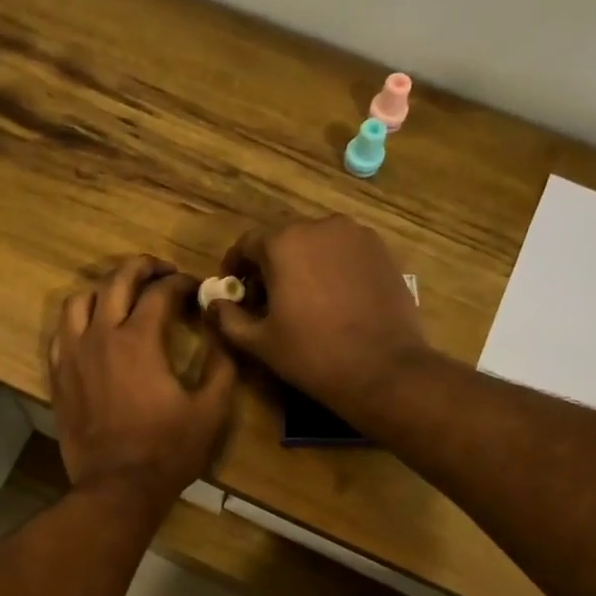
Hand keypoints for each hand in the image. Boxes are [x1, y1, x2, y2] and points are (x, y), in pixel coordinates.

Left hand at [50, 256, 236, 507]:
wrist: (116, 488)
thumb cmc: (167, 451)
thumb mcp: (210, 411)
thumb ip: (222, 365)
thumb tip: (222, 330)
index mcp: (139, 340)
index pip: (160, 292)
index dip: (182, 283)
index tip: (196, 288)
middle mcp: (101, 337)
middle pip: (116, 281)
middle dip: (143, 267)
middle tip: (162, 272)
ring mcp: (73, 355)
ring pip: (79, 300)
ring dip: (104, 290)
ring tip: (123, 297)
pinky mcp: (58, 376)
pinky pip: (60, 332)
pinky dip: (78, 320)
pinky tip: (93, 330)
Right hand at [208, 216, 429, 417]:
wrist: (383, 368)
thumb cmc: (312, 355)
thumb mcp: (260, 342)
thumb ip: (228, 318)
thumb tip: (213, 303)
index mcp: (284, 242)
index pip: (247, 244)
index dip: (235, 267)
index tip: (233, 291)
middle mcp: (320, 226)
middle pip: (283, 240)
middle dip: (269, 265)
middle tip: (266, 299)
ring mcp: (356, 235)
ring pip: (316, 244)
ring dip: (302, 264)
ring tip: (301, 299)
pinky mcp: (381, 251)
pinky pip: (344, 252)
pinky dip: (331, 267)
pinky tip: (333, 299)